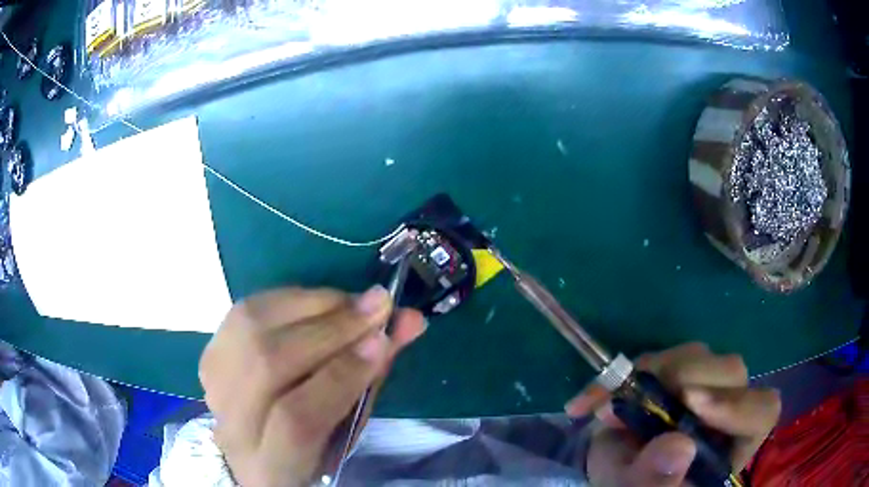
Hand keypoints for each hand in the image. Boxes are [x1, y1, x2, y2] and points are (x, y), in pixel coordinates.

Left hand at [199, 286, 426, 486]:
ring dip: (309, 305)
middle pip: (269, 363)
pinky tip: (316, 301)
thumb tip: (406, 323)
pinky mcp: (209, 353)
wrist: (253, 448)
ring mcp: (213, 385)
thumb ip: (371, 379)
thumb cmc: (312, 450)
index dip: (340, 376)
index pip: (297, 419)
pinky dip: (286, 299)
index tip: (383, 340)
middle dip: (330, 329)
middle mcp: (232, 425)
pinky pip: (244, 311)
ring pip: (251, 328)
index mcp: (272, 467)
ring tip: (350, 301)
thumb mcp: (346, 431)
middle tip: (377, 305)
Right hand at [566, 343, 780, 486]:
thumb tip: (678, 446)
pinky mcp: (674, 373)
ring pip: (697, 357)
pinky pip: (657, 359)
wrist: (613, 471)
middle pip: (731, 372)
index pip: (760, 412)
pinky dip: (622, 375)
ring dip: (653, 373)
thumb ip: (656, 480)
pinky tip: (594, 400)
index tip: (692, 405)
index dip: (736, 404)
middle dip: (688, 377)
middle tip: (642, 394)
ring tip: (611, 405)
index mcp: (731, 446)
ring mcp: (702, 386)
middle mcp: (725, 409)